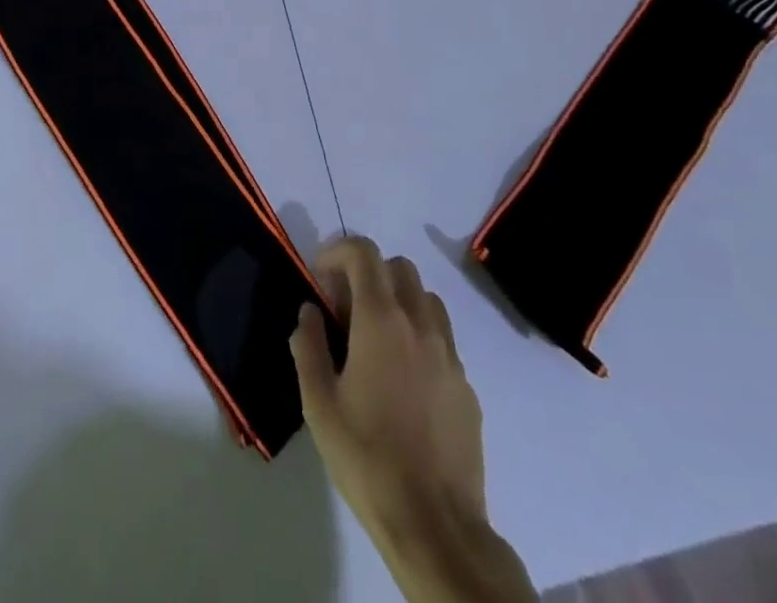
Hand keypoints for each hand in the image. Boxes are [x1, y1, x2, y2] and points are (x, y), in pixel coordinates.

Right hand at [292, 238, 534, 602]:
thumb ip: (309, 347)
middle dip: (368, 272)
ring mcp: (449, 354)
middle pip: (398, 267)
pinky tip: (402, 378)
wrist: (435, 525)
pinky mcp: (467, 385)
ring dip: (397, 300)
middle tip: (344, 308)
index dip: (338, 251)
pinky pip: (442, 338)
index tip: (319, 275)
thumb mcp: (319, 404)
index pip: (364, 253)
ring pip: (425, 298)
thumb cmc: (367, 459)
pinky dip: (419, 336)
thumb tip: (309, 311)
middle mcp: (420, 325)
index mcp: (381, 321)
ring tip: (375, 338)